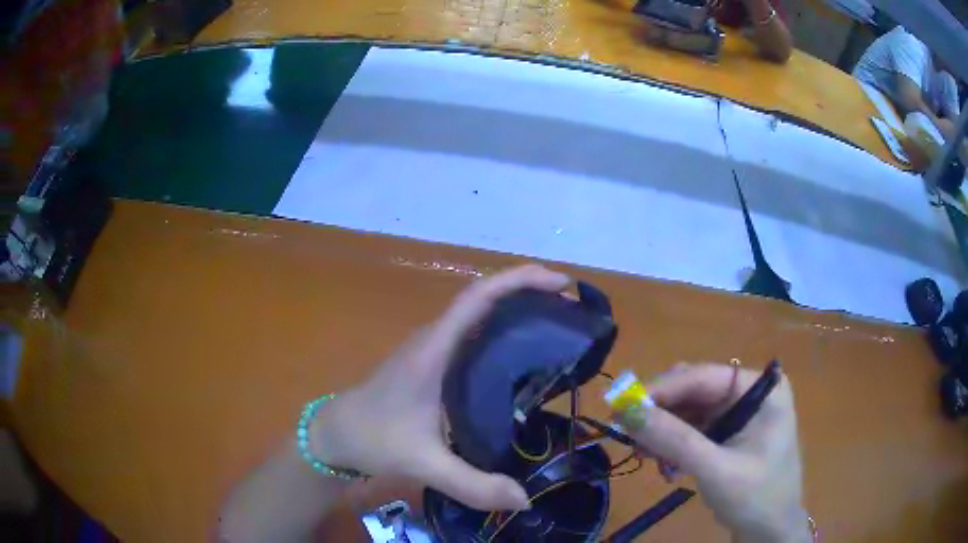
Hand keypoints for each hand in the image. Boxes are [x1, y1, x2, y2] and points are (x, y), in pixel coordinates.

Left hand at [310, 265, 570, 511]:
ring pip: (478, 314)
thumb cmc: (374, 438)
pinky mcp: (433, 363)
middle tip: (571, 305)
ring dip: (516, 307)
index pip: (477, 298)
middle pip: (484, 298)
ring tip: (557, 323)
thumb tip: (525, 499)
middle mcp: (435, 339)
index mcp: (434, 350)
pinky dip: (502, 330)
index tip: (560, 284)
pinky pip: (473, 334)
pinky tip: (522, 355)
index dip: (519, 281)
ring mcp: (433, 349)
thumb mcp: (424, 464)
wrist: (337, 434)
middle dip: (528, 290)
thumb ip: (472, 485)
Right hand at [618, 363, 809, 542]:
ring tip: (643, 455)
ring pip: (689, 410)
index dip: (662, 389)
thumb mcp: (715, 469)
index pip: (704, 376)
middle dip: (661, 413)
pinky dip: (673, 444)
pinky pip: (693, 429)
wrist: (770, 531)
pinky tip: (662, 464)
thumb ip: (674, 439)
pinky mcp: (730, 433)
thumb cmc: (756, 497)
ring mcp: (740, 413)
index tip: (622, 406)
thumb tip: (627, 410)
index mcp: (761, 388)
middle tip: (628, 434)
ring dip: (663, 431)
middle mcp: (750, 392)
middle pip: (694, 391)